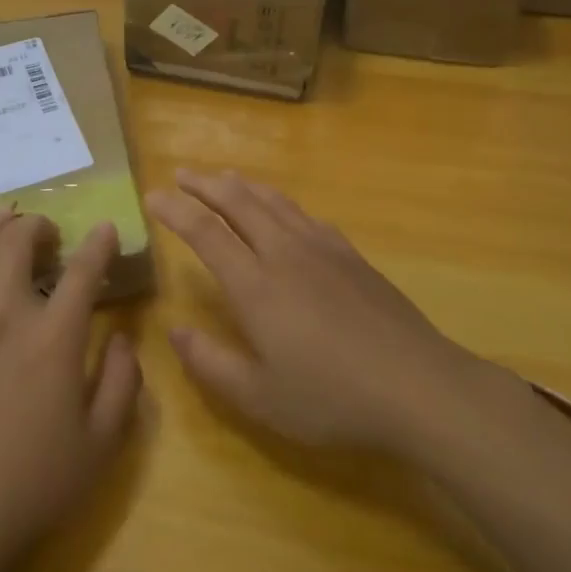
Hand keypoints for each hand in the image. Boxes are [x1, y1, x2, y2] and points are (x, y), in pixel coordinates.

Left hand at [0, 210, 142, 571]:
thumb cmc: (31, 483)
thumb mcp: (101, 445)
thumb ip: (122, 382)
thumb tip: (123, 337)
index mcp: (53, 338)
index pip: (82, 271)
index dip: (99, 243)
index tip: (107, 229)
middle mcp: (6, 315)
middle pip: (18, 242)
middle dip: (38, 224)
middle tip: (50, 232)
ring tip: (9, 221)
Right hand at [149, 170, 522, 458]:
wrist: (417, 386)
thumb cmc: (332, 398)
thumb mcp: (260, 398)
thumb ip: (211, 363)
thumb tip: (175, 332)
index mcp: (255, 285)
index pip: (205, 232)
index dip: (176, 210)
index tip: (153, 195)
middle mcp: (283, 253)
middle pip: (237, 202)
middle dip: (205, 184)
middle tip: (182, 173)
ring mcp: (321, 249)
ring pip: (273, 201)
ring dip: (242, 185)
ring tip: (224, 177)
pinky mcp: (350, 255)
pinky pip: (305, 215)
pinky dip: (282, 203)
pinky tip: (283, 210)